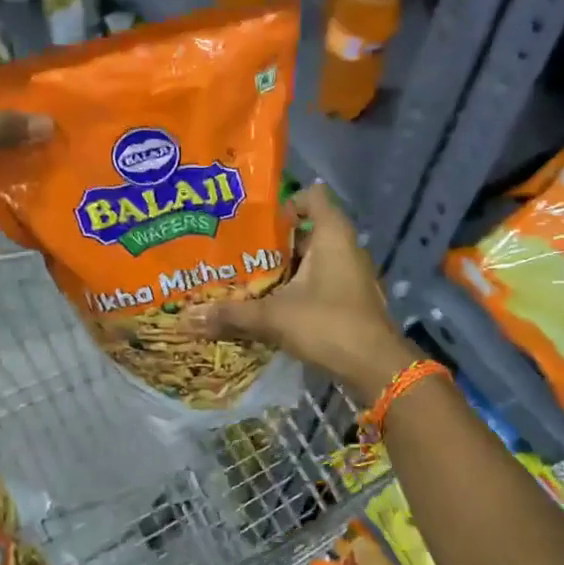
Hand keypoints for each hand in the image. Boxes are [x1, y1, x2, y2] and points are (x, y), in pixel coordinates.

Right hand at [181, 184, 418, 399]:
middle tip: (235, 252)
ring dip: (282, 270)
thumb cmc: (328, 325)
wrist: (376, 368)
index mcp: (332, 235)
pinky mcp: (349, 300)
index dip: (284, 202)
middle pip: (305, 231)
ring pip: (310, 261)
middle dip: (271, 242)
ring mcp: (350, 275)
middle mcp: (345, 248)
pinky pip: (318, 283)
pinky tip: (269, 306)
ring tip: (245, 279)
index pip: (312, 196)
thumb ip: (232, 314)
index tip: (254, 221)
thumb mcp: (274, 317)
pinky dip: (295, 290)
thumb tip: (187, 318)